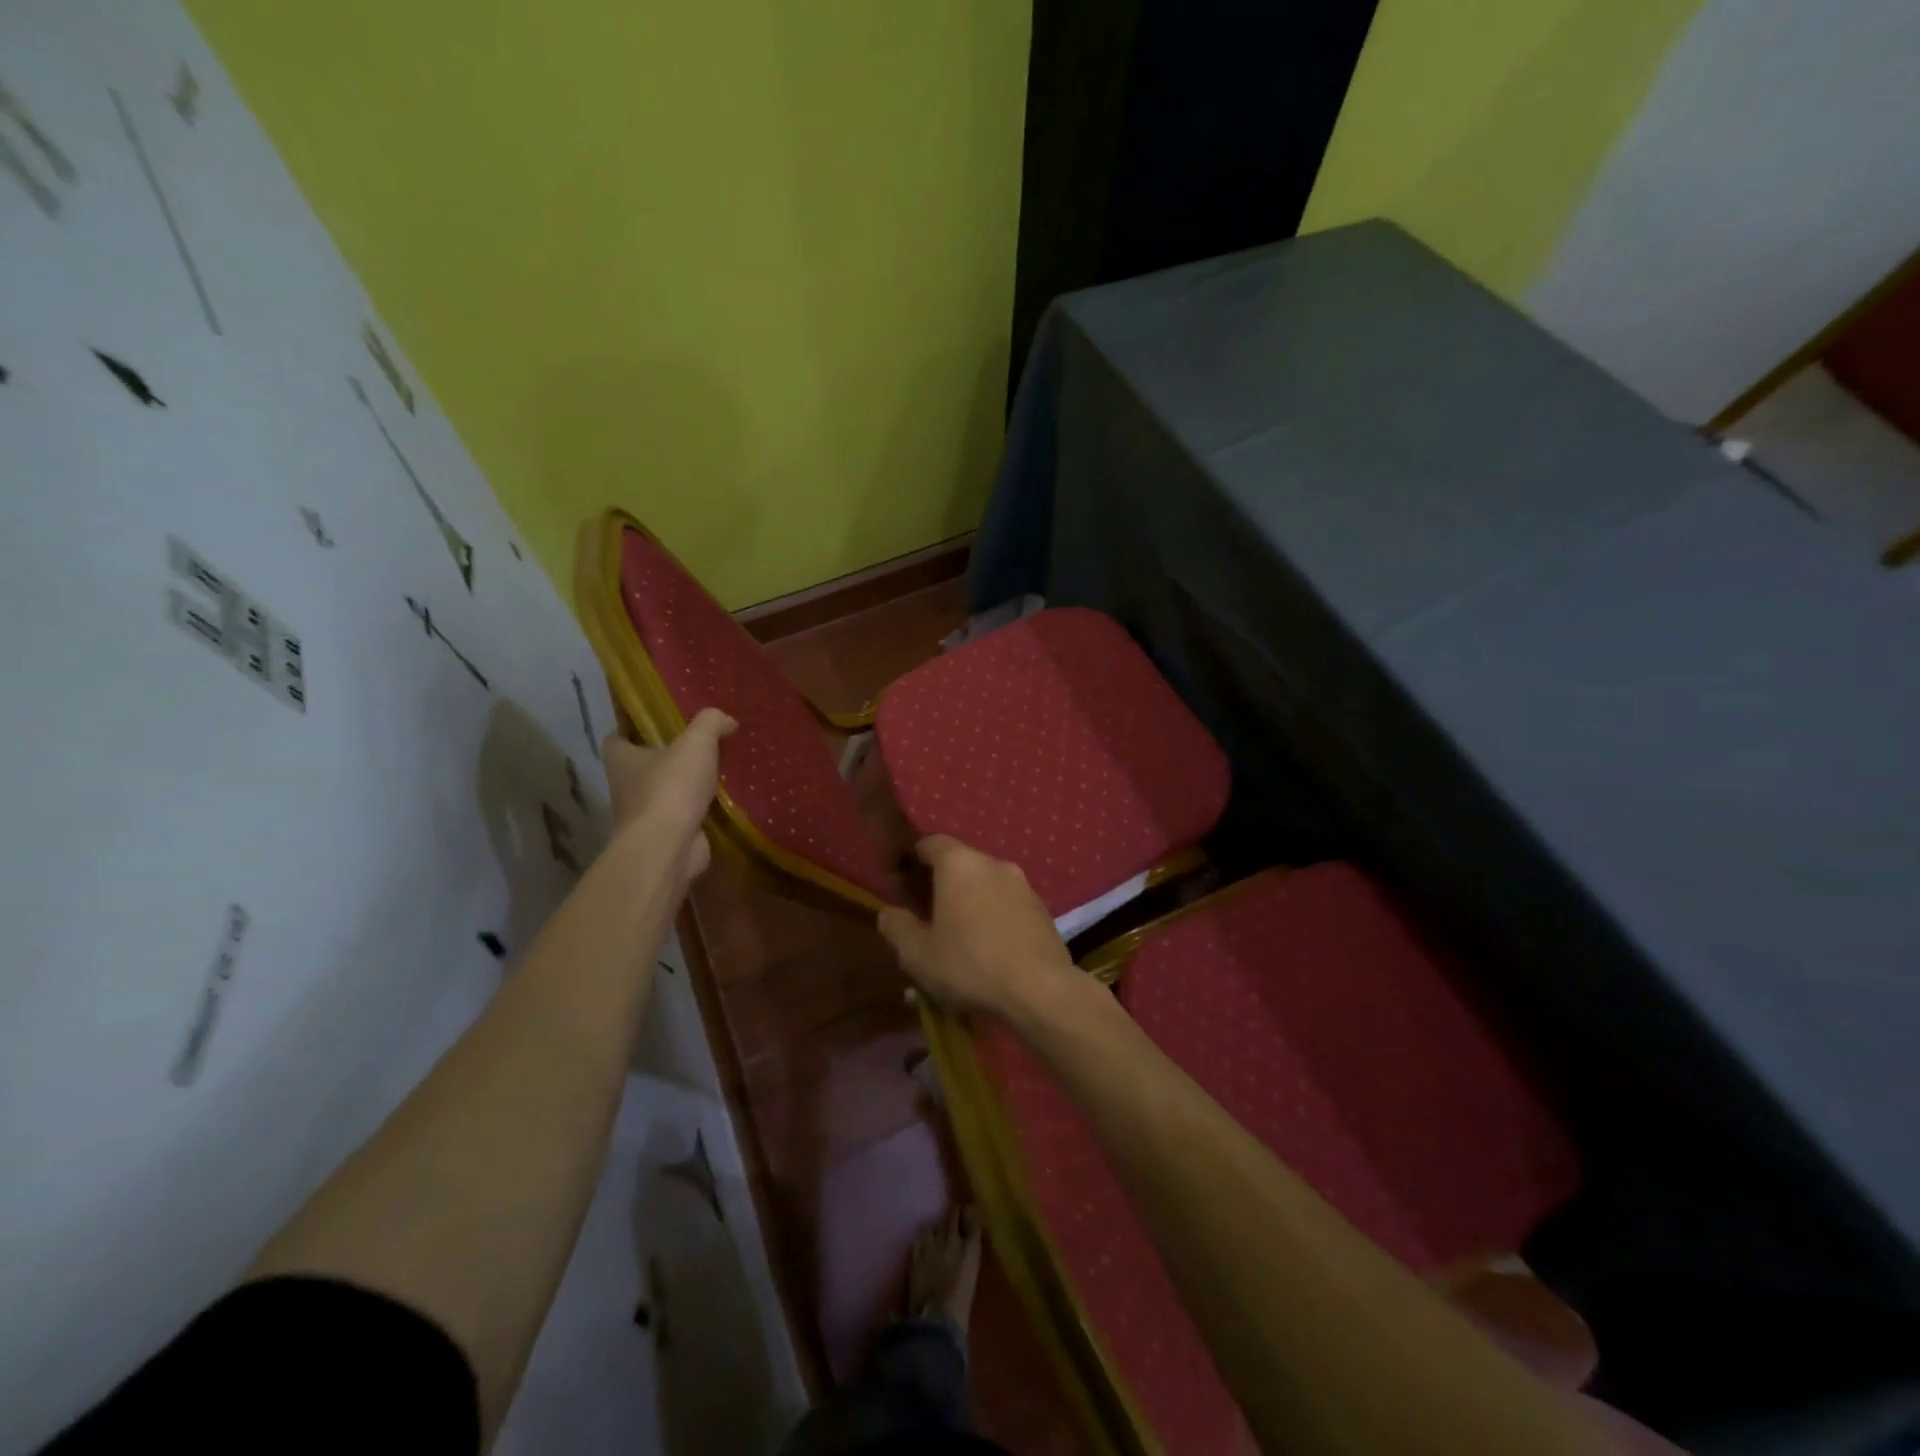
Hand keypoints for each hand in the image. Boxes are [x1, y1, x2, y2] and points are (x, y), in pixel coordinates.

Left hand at [602, 708, 735, 880]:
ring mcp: (643, 816)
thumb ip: (711, 723)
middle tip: (696, 746)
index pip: (616, 738)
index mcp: (621, 759)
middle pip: (641, 766)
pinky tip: (723, 801)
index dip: (632, 729)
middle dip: (665, 758)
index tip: (655, 723)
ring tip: (716, 772)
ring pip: (663, 793)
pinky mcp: (665, 836)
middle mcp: (625, 787)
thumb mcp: (696, 742)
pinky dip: (698, 810)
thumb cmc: (671, 787)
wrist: (669, 846)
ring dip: (684, 786)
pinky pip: (683, 817)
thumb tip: (727, 720)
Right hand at [877, 836, 1081, 1020]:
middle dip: (941, 891)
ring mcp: (1023, 887)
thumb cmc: (969, 964)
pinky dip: (993, 925)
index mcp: (960, 864)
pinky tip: (986, 959)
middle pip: (960, 868)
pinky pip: (1007, 910)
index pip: (930, 843)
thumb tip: (889, 912)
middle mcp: (994, 864)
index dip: (913, 859)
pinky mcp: (1042, 912)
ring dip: (968, 911)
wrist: (1040, 991)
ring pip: (985, 892)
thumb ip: (896, 927)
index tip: (902, 883)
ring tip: (956, 949)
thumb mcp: (917, 953)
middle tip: (926, 922)